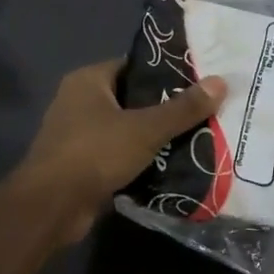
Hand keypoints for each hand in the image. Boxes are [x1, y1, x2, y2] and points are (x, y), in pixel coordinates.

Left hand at [15, 59, 226, 242]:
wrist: (52, 206)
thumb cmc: (95, 153)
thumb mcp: (146, 128)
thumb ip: (183, 108)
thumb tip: (221, 82)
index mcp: (88, 80)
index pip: (133, 66)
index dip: (165, 72)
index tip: (198, 81)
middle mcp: (78, 101)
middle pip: (131, 98)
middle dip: (164, 107)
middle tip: (202, 111)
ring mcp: (77, 134)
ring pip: (125, 129)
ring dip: (152, 136)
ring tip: (194, 137)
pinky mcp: (80, 164)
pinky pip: (117, 154)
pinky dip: (139, 159)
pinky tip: (170, 164)